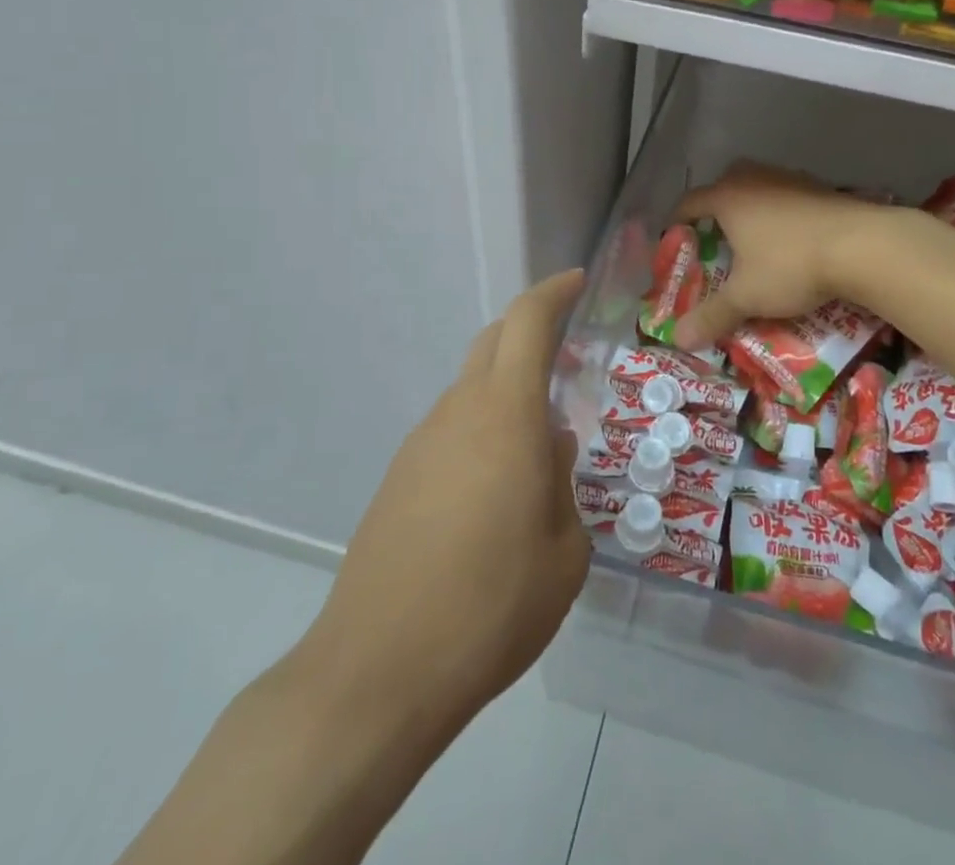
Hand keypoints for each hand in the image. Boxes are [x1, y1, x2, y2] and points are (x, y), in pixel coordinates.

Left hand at [299, 269, 590, 727]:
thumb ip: (562, 483)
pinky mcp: (397, 478)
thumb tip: (549, 448)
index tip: (577, 282)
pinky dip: (482, 429)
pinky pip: (450, 429)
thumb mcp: (563, 552)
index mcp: (506, 414)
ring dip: (507, 389)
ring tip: (539, 440)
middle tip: (570, 358)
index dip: (553, 292)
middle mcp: (459, 412)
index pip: (527, 323)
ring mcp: (421, 443)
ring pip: (471, 387)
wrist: (377, 672)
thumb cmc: (490, 606)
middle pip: (493, 342)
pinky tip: (496, 487)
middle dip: (531, 332)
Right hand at [670, 162, 881, 351]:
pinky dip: (782, 214)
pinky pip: (787, 197)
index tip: (675, 242)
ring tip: (754, 242)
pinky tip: (791, 239)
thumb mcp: (747, 296)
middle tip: (716, 241)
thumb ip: (712, 315)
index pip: (689, 202)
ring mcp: (789, 179)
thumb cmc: (790, 265)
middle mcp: (754, 179)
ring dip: (752, 210)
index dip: (677, 222)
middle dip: (716, 211)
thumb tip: (679, 339)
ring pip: (759, 188)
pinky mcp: (819, 187)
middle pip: (724, 186)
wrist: (861, 245)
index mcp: (727, 197)